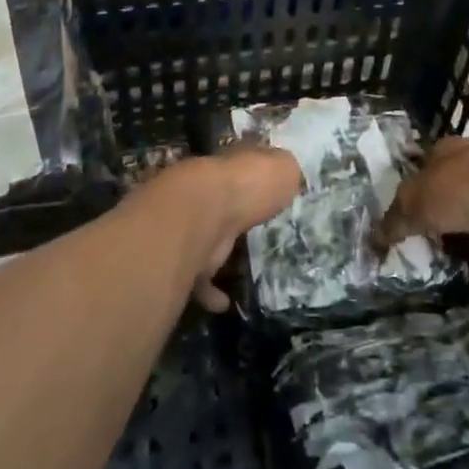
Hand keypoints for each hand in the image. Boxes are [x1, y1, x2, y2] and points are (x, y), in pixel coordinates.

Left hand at [138, 149, 302, 312]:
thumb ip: (285, 172)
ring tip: (240, 271)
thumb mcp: (282, 167)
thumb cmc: (249, 184)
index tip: (264, 191)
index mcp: (231, 166)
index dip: (252, 175)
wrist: (204, 211)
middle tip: (253, 231)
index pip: (241, 165)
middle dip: (232, 212)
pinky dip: (209, 290)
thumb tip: (285, 175)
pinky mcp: (183, 254)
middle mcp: (208, 190)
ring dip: (218, 253)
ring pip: (205, 236)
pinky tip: (223, 302)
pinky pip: (197, 275)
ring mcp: (191, 222)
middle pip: (221, 200)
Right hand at [378, 137, 468, 292]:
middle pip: (447, 200)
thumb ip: (392, 223)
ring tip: (440, 275)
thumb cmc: (459, 191)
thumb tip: (373, 241)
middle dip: (434, 225)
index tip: (397, 219)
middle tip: (415, 252)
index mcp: (447, 153)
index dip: (409, 190)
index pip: (423, 167)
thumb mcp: (412, 203)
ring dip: (462, 252)